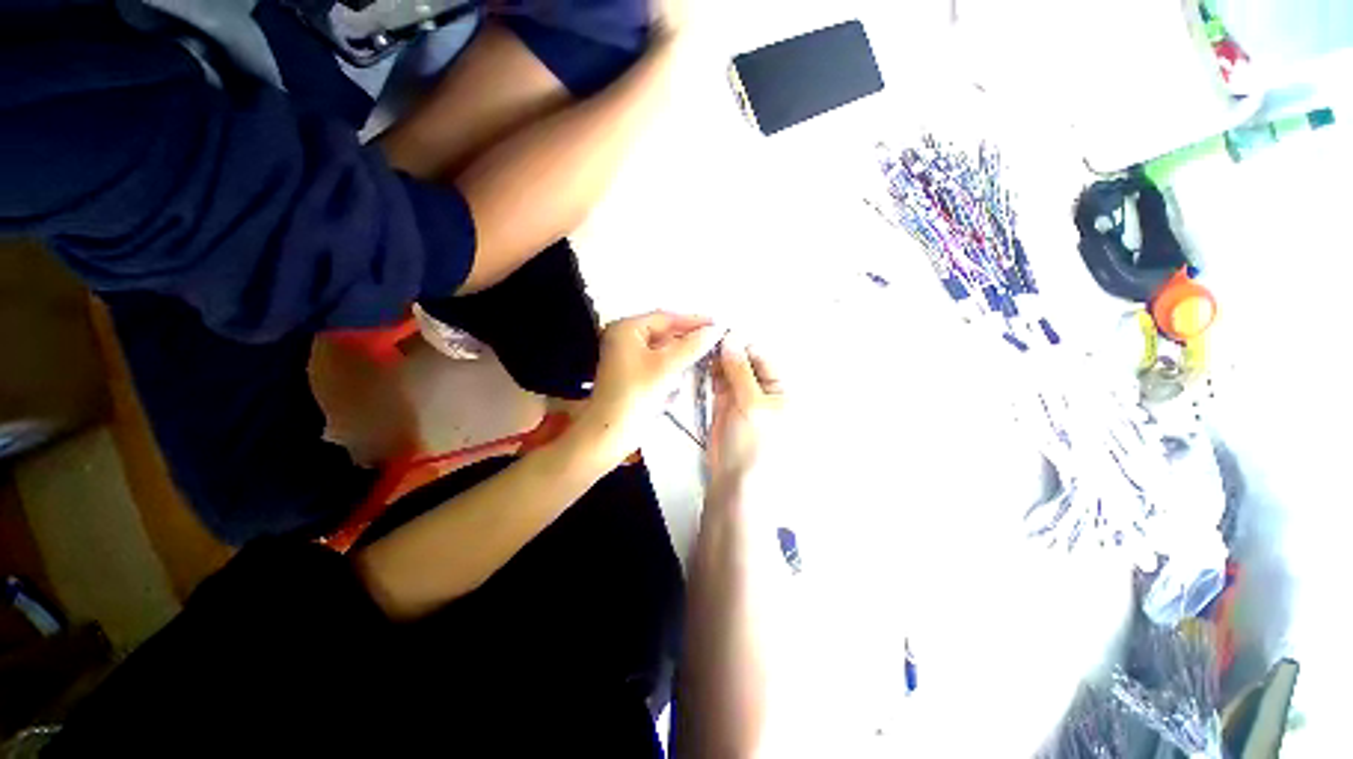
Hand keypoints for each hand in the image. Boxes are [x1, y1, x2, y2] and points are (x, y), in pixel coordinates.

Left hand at [579, 312, 721, 460]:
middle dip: (688, 337)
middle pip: (663, 332)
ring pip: (662, 348)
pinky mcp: (632, 375)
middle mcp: (624, 338)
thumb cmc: (635, 395)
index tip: (718, 324)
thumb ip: (692, 346)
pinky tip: (689, 369)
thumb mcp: (666, 367)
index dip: (693, 320)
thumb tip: (716, 329)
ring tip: (708, 352)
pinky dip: (674, 364)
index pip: (665, 318)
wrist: (610, 434)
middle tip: (716, 339)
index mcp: (626, 329)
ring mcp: (627, 357)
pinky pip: (658, 362)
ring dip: (683, 351)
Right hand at [709, 332, 784, 486]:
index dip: (742, 345)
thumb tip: (732, 341)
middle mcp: (762, 391)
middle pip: (745, 362)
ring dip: (718, 361)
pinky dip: (711, 373)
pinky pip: (718, 382)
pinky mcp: (724, 405)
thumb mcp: (751, 404)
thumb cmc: (755, 446)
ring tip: (703, 350)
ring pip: (730, 371)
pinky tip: (703, 365)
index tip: (723, 334)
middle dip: (728, 351)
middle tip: (709, 340)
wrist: (735, 478)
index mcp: (780, 389)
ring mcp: (742, 398)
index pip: (761, 358)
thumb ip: (740, 371)